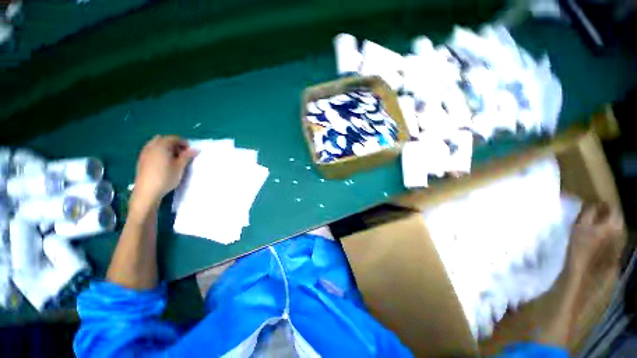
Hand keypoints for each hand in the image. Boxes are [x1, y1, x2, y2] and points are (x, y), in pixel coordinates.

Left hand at [133, 135, 197, 207]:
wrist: (147, 191)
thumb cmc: (166, 177)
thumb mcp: (180, 167)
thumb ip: (187, 156)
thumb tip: (196, 149)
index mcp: (161, 146)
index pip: (174, 138)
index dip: (184, 143)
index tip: (190, 151)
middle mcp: (151, 146)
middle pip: (163, 139)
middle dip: (173, 143)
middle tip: (181, 153)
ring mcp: (144, 153)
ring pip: (156, 144)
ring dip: (165, 148)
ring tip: (173, 159)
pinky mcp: (141, 160)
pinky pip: (151, 150)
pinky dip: (159, 152)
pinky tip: (164, 163)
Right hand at [568, 203, 624, 272]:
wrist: (585, 273)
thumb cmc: (580, 247)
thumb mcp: (579, 226)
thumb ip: (588, 212)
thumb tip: (593, 203)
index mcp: (613, 223)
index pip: (613, 207)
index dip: (604, 203)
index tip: (594, 203)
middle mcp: (622, 231)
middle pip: (617, 218)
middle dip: (607, 215)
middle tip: (595, 214)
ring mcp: (621, 243)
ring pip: (617, 228)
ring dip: (609, 225)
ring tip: (597, 226)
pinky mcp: (618, 251)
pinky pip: (616, 238)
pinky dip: (609, 235)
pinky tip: (600, 239)